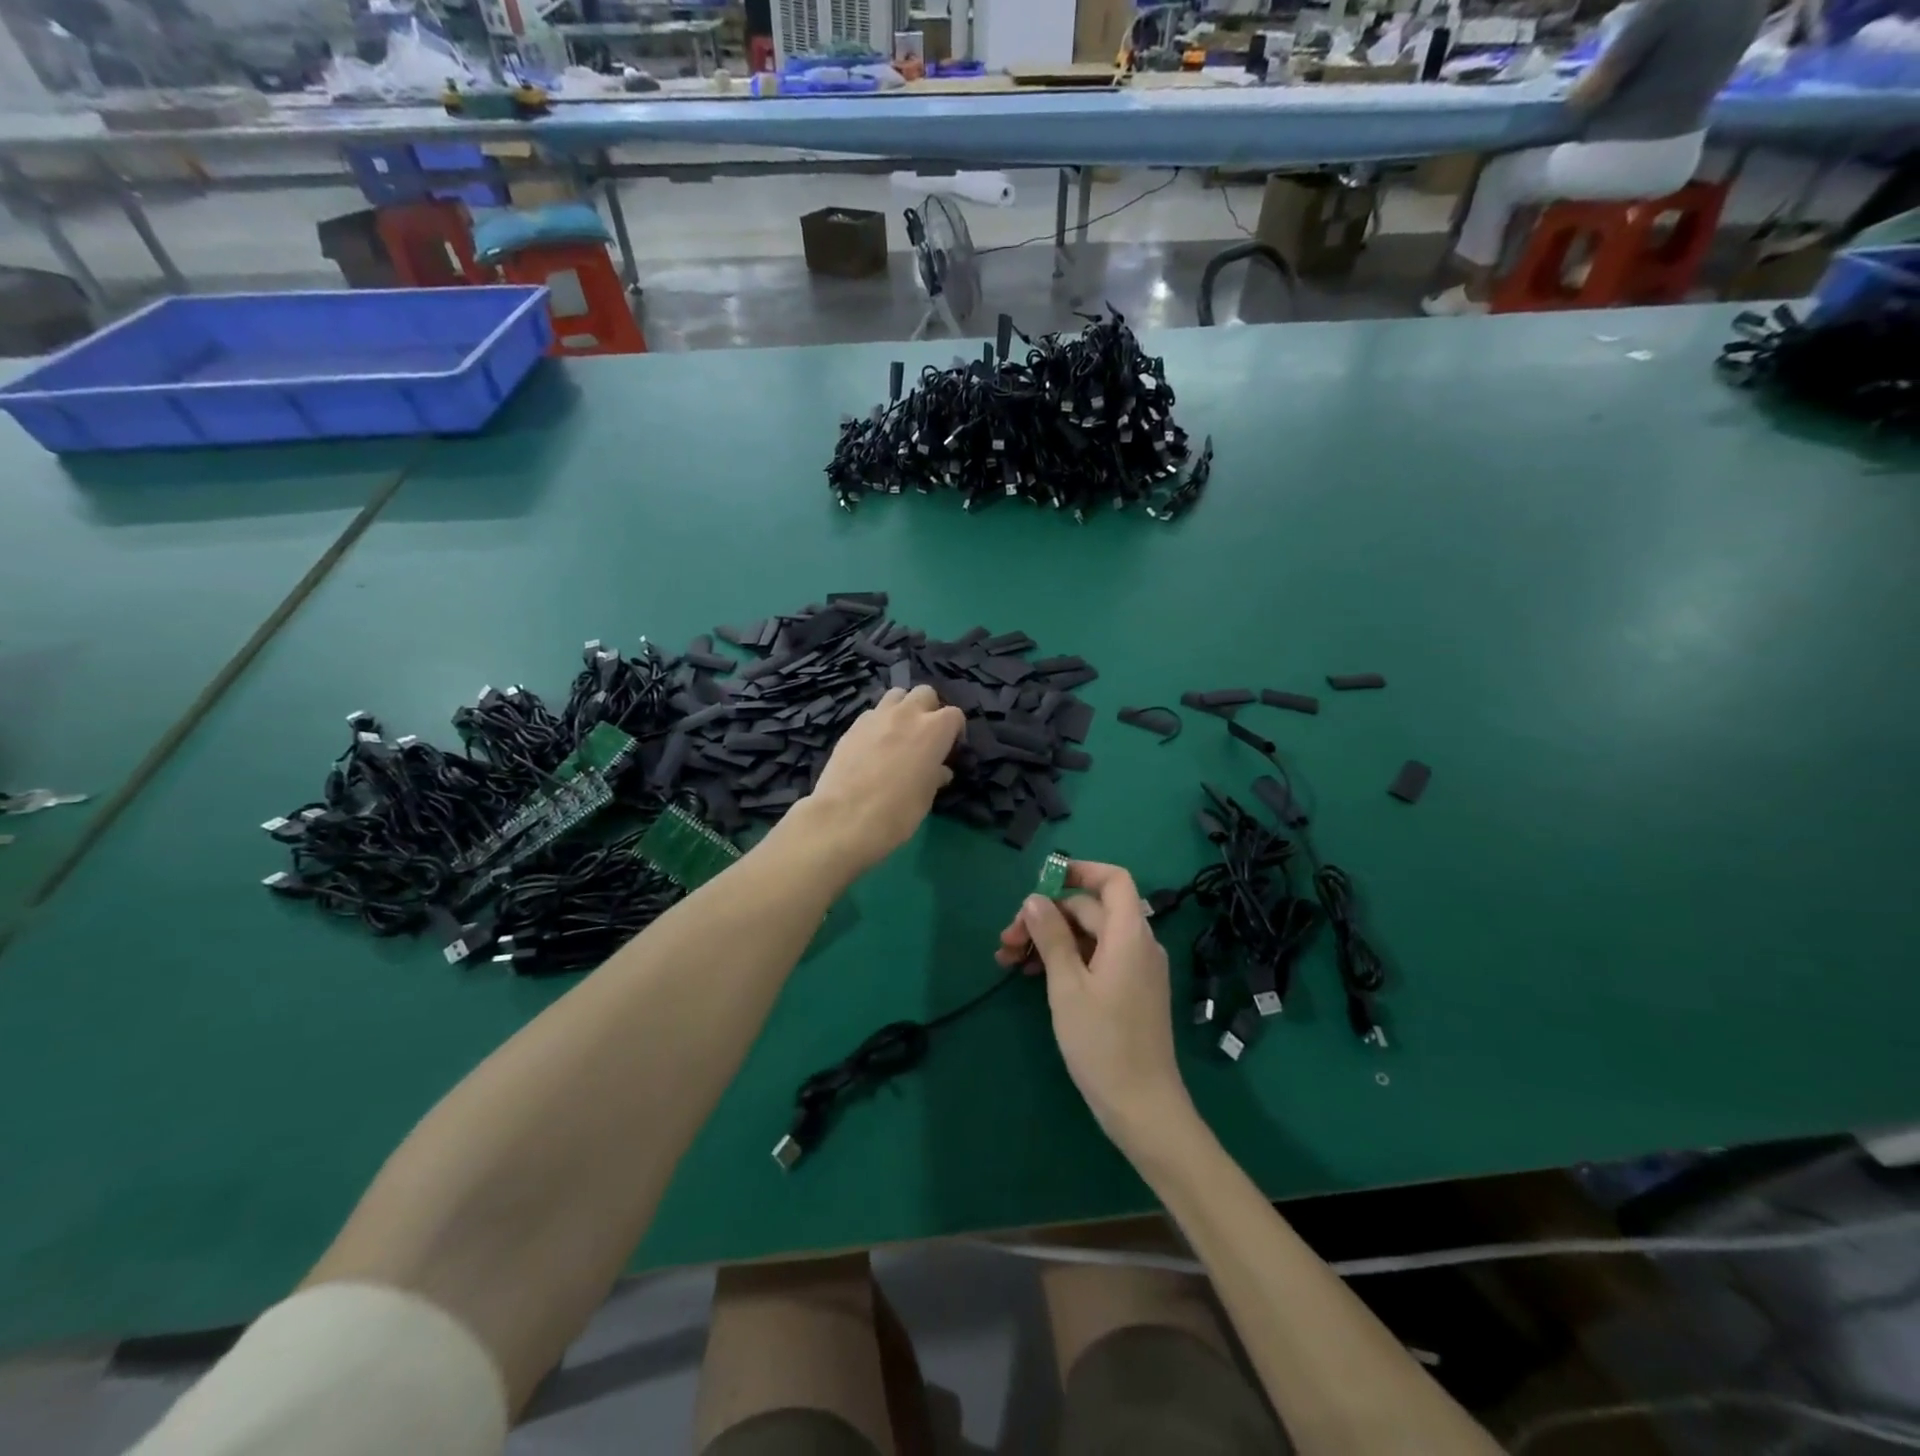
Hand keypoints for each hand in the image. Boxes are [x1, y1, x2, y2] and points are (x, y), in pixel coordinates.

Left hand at [797, 685, 964, 879]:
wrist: (844, 818)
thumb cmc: (897, 812)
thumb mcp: (925, 798)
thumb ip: (935, 776)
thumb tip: (939, 771)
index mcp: (933, 730)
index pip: (954, 715)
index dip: (954, 731)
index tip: (949, 750)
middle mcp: (907, 714)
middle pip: (925, 693)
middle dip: (929, 709)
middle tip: (925, 736)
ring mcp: (876, 717)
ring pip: (896, 695)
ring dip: (902, 708)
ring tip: (899, 734)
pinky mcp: (852, 726)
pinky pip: (872, 714)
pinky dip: (879, 723)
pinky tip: (873, 746)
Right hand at [994, 861, 1194, 1155]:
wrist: (1143, 1107)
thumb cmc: (1102, 1043)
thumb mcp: (1067, 986)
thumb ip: (1051, 937)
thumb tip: (1034, 899)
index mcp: (1129, 935)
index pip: (1114, 880)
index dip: (1080, 871)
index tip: (1043, 881)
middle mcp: (1139, 944)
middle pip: (1092, 910)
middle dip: (1047, 917)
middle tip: (1007, 941)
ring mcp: (1137, 969)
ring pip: (1091, 936)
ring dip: (1052, 940)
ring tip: (1011, 960)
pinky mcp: (1131, 991)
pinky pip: (1098, 958)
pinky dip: (1068, 959)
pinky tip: (1036, 976)